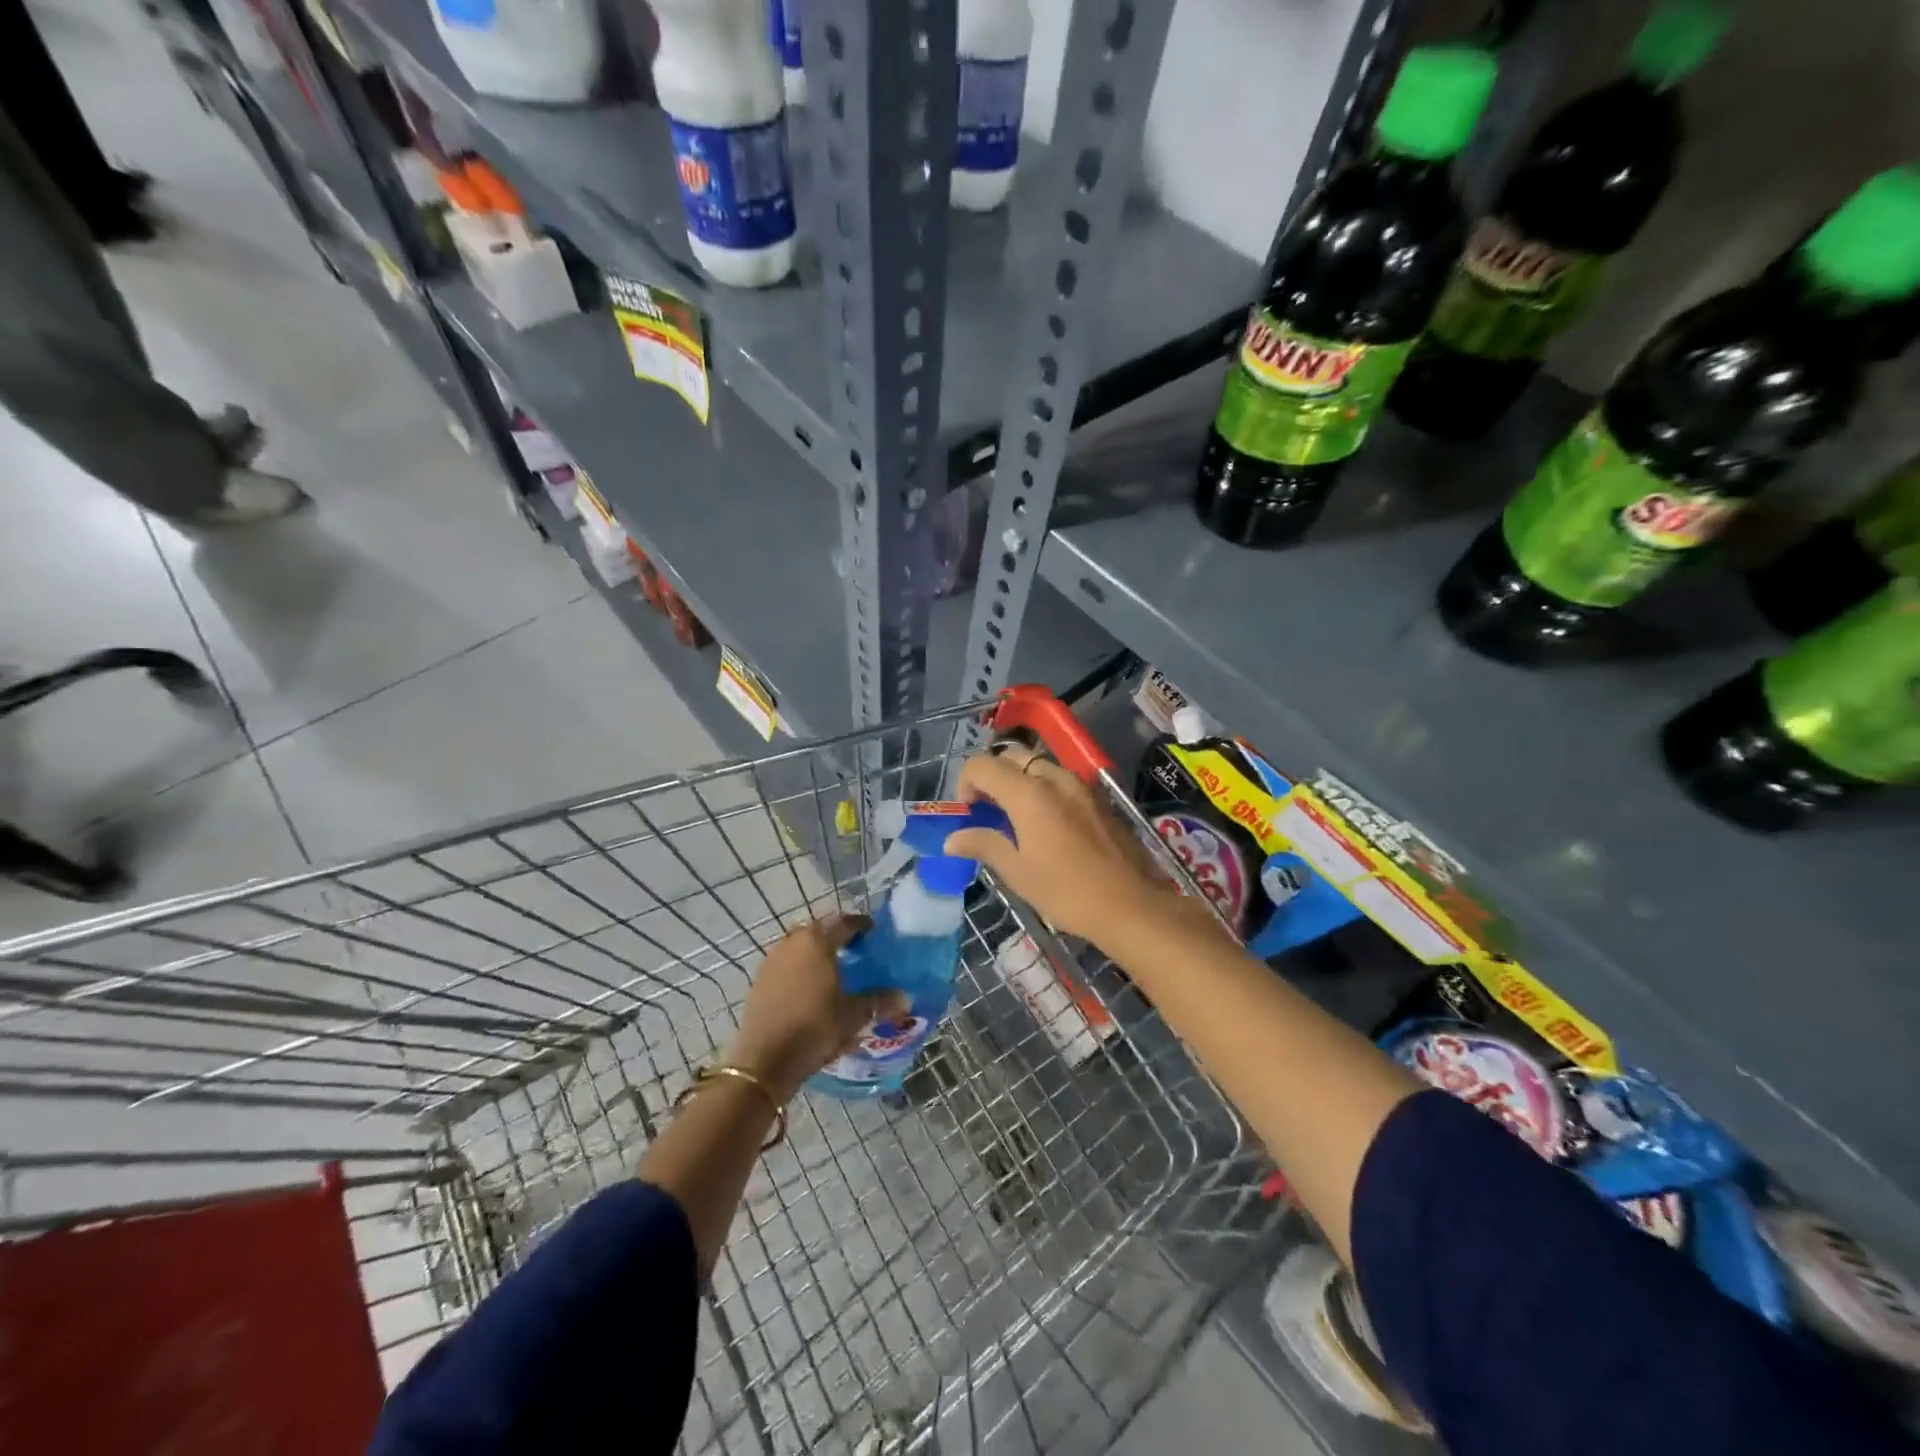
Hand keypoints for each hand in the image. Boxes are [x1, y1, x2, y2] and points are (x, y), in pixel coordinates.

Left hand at [727, 914, 907, 1100]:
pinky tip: (811, 990)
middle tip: (856, 951)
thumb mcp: (854, 1015)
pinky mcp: (760, 980)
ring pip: (801, 948)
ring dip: (818, 954)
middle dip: (838, 938)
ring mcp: (773, 960)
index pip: (844, 922)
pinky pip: (787, 965)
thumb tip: (904, 997)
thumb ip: (879, 1001)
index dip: (861, 926)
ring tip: (834, 971)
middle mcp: (792, 942)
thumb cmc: (815, 1027)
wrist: (765, 1060)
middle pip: (820, 931)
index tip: (874, 933)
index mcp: (817, 941)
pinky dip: (802, 970)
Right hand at [947, 745, 1201, 950]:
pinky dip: (1042, 789)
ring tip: (1014, 816)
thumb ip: (984, 845)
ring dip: (1019, 780)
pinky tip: (1045, 823)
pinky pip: (1060, 780)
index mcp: (1028, 793)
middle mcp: (1054, 778)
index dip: (966, 782)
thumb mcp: (1017, 872)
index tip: (967, 811)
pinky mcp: (1097, 798)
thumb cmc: (1066, 891)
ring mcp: (1080, 786)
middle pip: (1012, 757)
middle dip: (992, 776)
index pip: (983, 765)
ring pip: (1039, 766)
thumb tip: (952, 839)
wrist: (1130, 904)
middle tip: (987, 809)